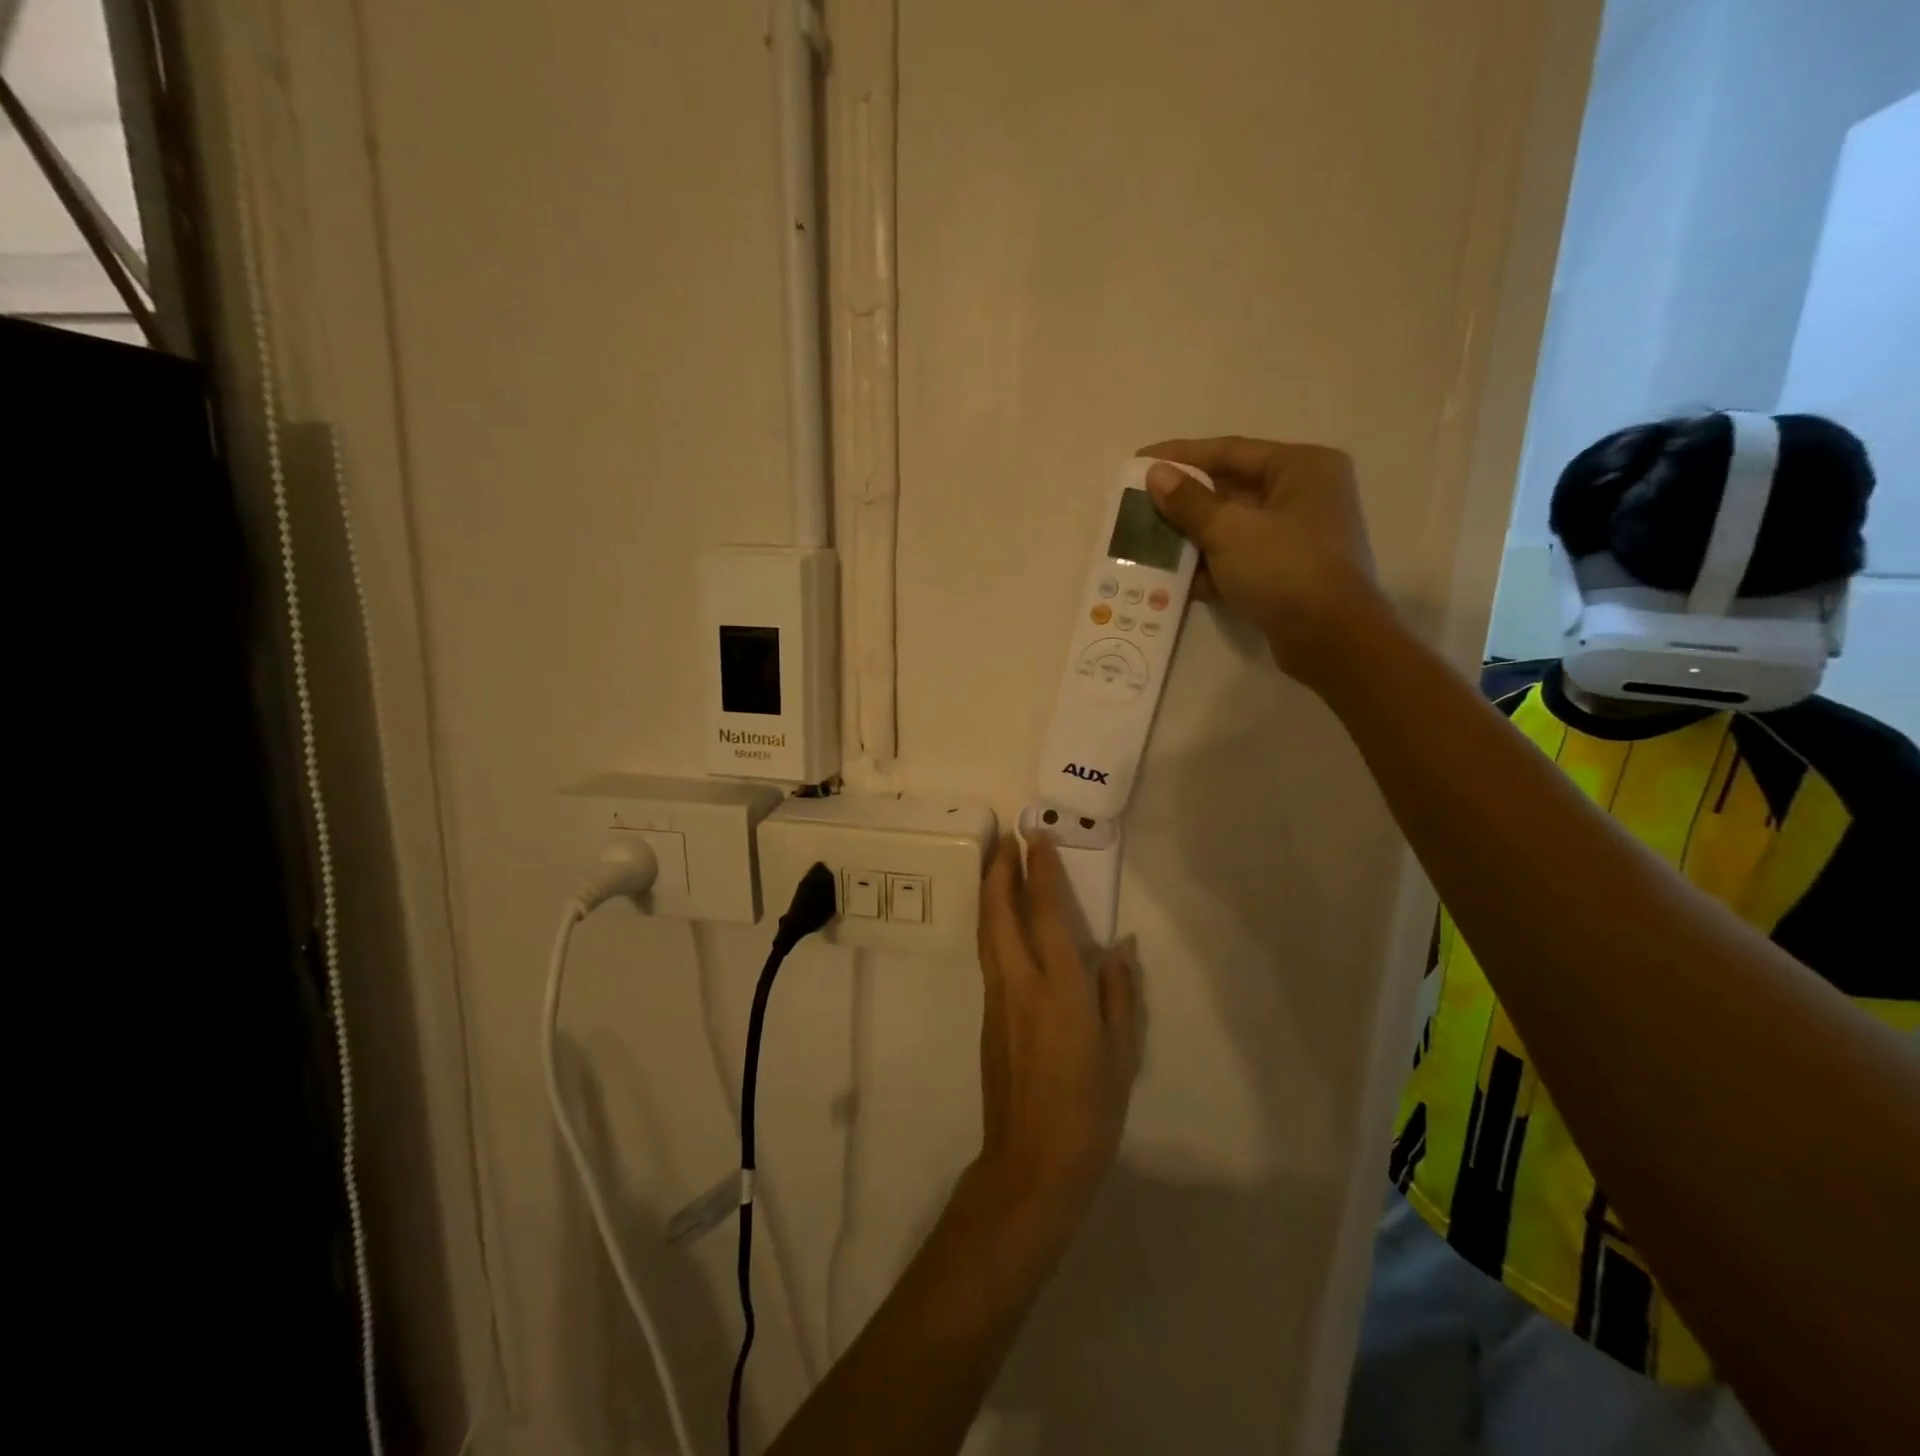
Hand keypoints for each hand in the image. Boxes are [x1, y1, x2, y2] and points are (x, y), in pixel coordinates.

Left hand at [973, 834, 1140, 1224]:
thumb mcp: (1122, 1053)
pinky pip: (987, 955)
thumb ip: (1119, 994)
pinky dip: (991, 925)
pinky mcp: (986, 1017)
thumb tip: (1119, 949)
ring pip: (986, 932)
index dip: (1040, 872)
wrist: (1031, 1163)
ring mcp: (997, 999)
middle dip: (1000, 871)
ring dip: (990, 893)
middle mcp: (1020, 983)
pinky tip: (1000, 921)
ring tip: (996, 865)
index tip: (1037, 838)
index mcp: (1059, 989)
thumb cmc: (1089, 1110)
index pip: (1045, 914)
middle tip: (1006, 839)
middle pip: (999, 913)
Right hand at [1138, 436, 1388, 685]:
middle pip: (1230, 489)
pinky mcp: (1287, 572)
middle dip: (1183, 501)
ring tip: (1146, 542)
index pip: (1230, 451)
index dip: (1181, 455)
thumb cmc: (1284, 568)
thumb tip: (1155, 474)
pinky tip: (1172, 579)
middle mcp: (1304, 494)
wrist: (1328, 638)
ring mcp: (1297, 536)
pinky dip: (1208, 566)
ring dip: (1191, 536)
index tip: (1140, 461)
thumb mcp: (1229, 530)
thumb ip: (1188, 501)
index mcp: (1301, 467)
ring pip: (1232, 527)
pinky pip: (1239, 558)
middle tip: (1139, 505)